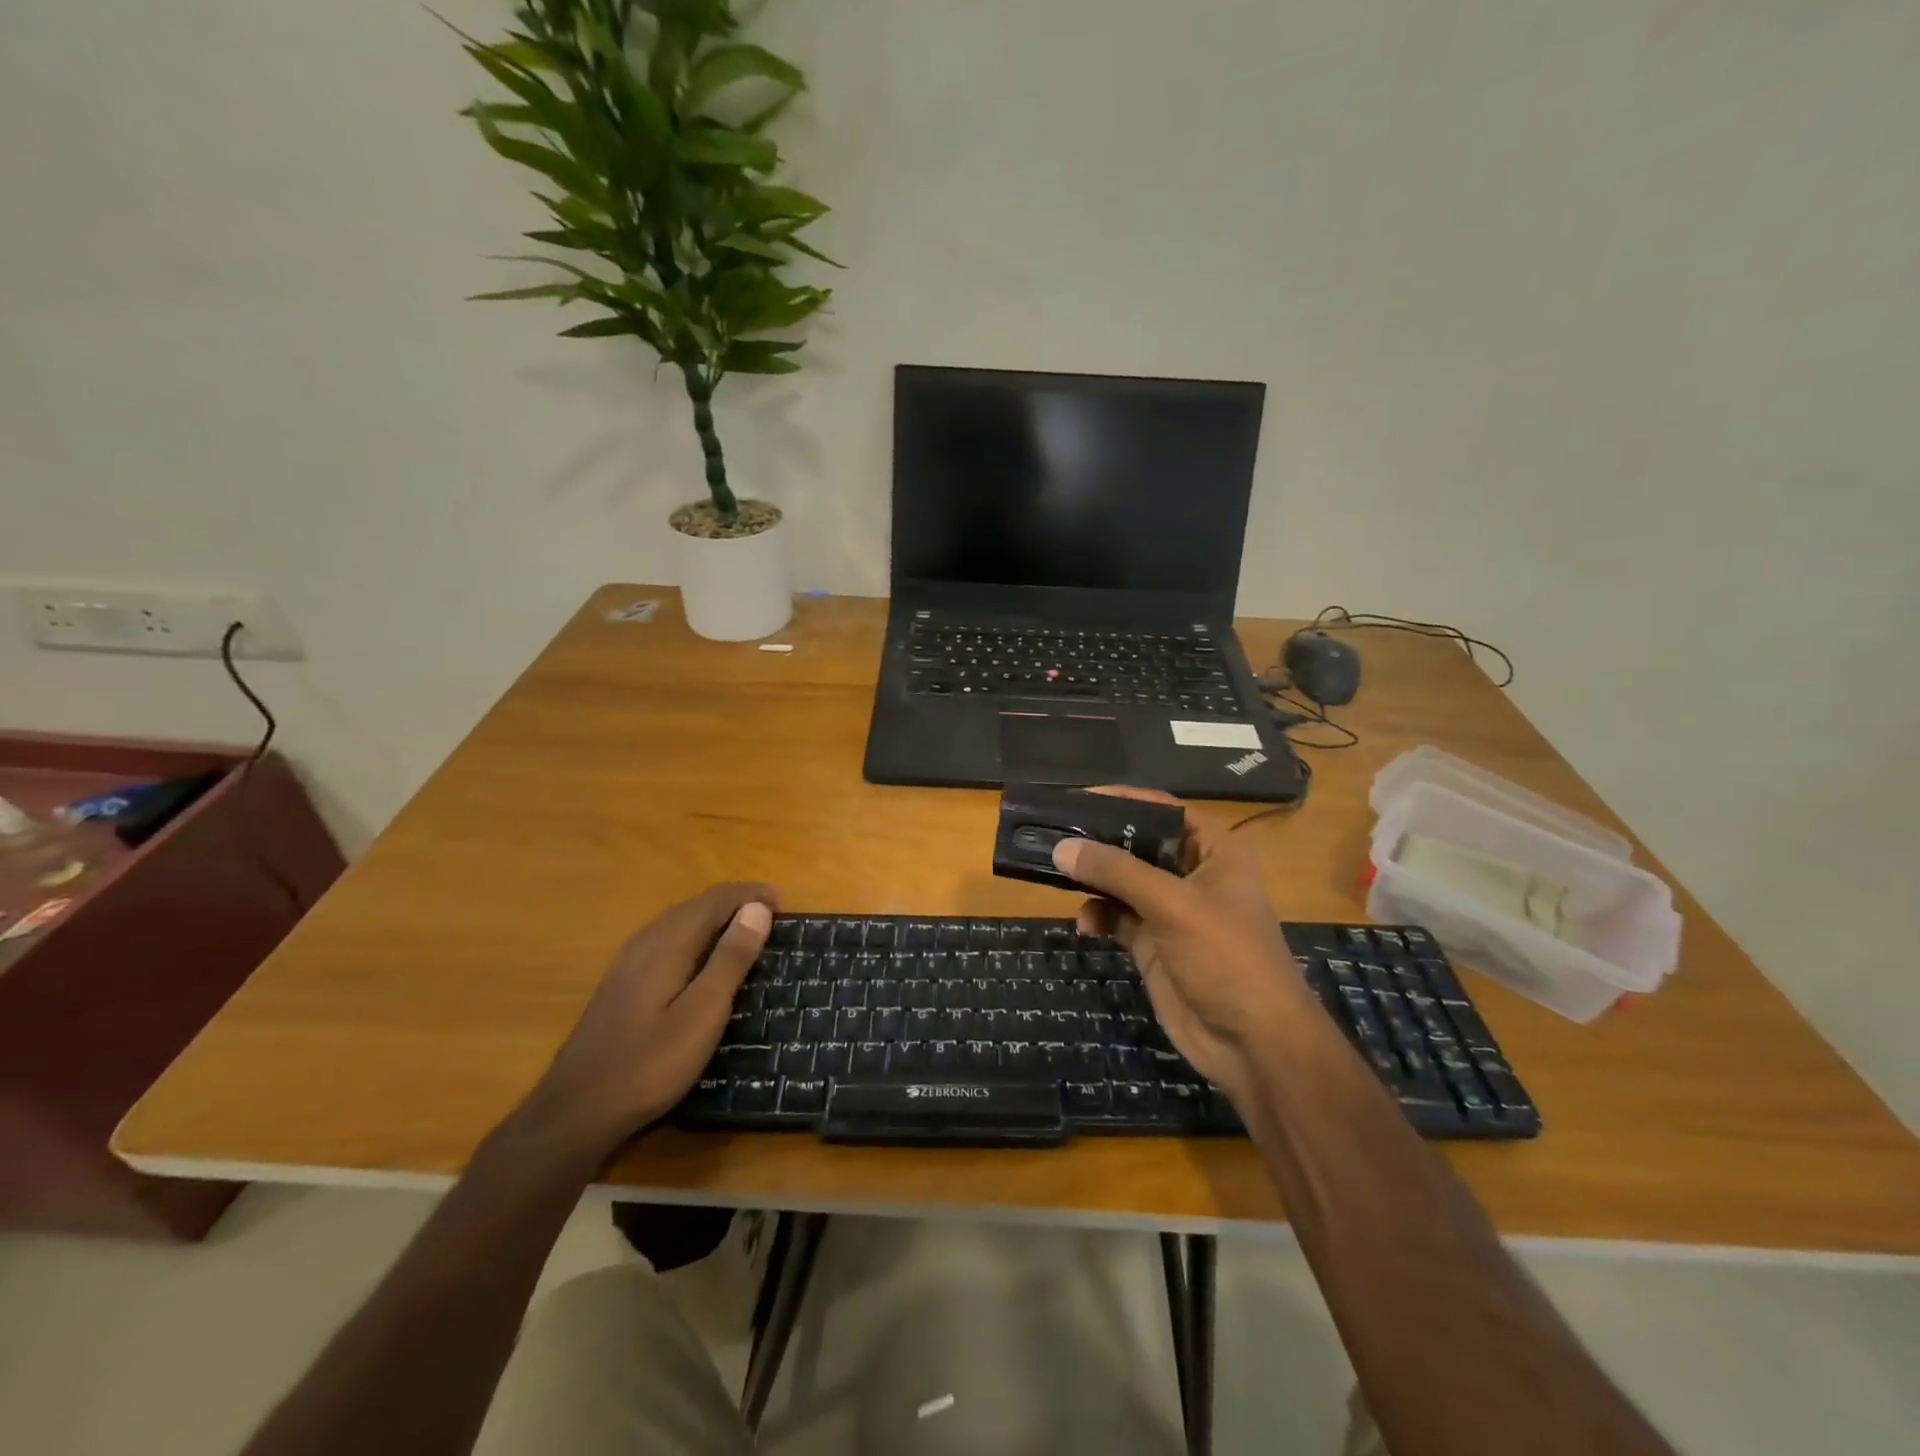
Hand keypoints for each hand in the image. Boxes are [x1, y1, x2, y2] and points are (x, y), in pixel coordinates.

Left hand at [524, 882, 776, 1154]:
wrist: (576, 1111)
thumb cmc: (650, 1064)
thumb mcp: (703, 1013)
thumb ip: (730, 959)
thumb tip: (757, 908)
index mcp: (668, 942)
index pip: (715, 900)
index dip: (750, 895)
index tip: (783, 902)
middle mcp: (646, 941)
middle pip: (696, 906)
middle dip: (735, 903)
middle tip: (771, 917)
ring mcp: (628, 962)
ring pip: (679, 922)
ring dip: (715, 918)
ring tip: (746, 933)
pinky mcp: (621, 982)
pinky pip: (667, 940)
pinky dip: (695, 936)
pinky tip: (702, 960)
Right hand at [1056, 792, 1310, 1104]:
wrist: (1253, 1045)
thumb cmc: (1227, 958)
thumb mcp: (1173, 906)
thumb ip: (1116, 873)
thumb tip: (1062, 847)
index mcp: (1214, 850)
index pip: (1163, 809)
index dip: (1123, 800)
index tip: (1076, 798)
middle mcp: (1192, 873)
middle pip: (1137, 843)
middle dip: (1098, 842)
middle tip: (1053, 834)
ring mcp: (1171, 910)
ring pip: (1121, 881)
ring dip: (1093, 881)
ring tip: (1058, 877)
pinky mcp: (1153, 942)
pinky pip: (1116, 916)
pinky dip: (1098, 916)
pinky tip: (1086, 926)